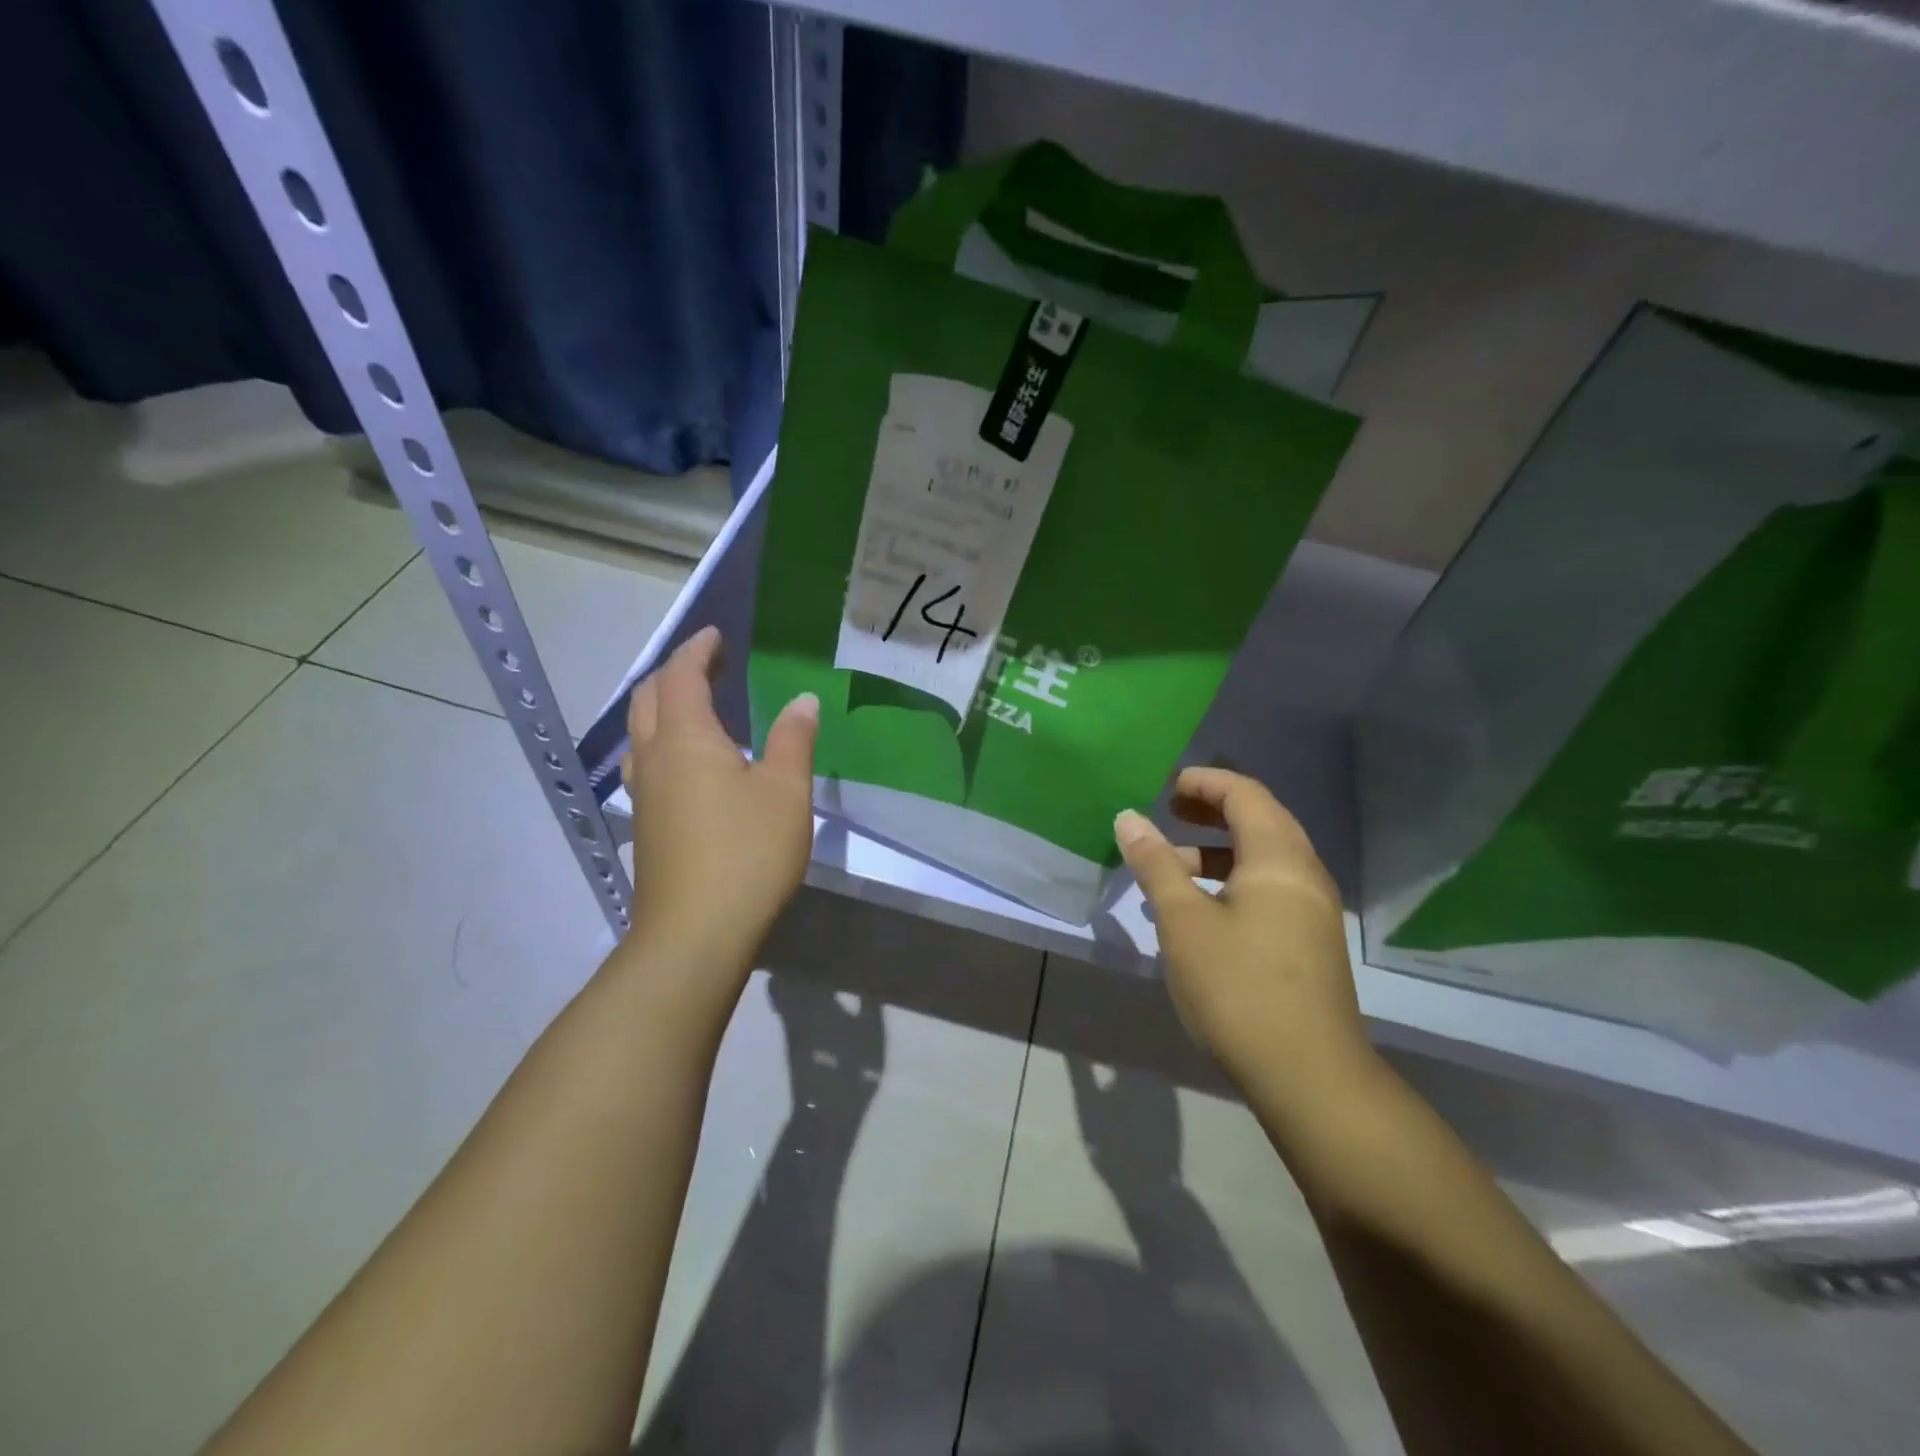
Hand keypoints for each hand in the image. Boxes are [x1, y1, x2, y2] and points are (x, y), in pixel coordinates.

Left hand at [621, 626, 818, 983]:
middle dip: (675, 672)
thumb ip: (793, 739)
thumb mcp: (785, 791)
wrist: (695, 934)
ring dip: (664, 706)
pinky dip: (664, 741)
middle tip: (710, 665)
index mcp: (685, 738)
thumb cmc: (747, 853)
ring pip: (641, 731)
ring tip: (698, 705)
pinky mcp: (646, 824)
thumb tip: (802, 700)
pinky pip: (647, 762)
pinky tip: (690, 763)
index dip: (698, 650)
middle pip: (649, 697)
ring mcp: (643, 793)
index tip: (716, 635)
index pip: (681, 675)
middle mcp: (653, 757)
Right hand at [1114, 768, 1373, 1096]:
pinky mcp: (1309, 942)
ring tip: (1169, 867)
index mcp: (1279, 859)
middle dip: (1211, 810)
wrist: (1310, 1077)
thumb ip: (1156, 865)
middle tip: (1168, 812)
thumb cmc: (1239, 988)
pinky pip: (1269, 889)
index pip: (1245, 795)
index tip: (1164, 786)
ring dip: (1217, 851)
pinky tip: (1199, 913)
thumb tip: (1129, 818)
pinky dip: (1231, 881)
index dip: (1204, 782)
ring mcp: (1313, 911)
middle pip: (1260, 820)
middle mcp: (1304, 874)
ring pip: (1263, 859)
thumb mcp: (1183, 922)